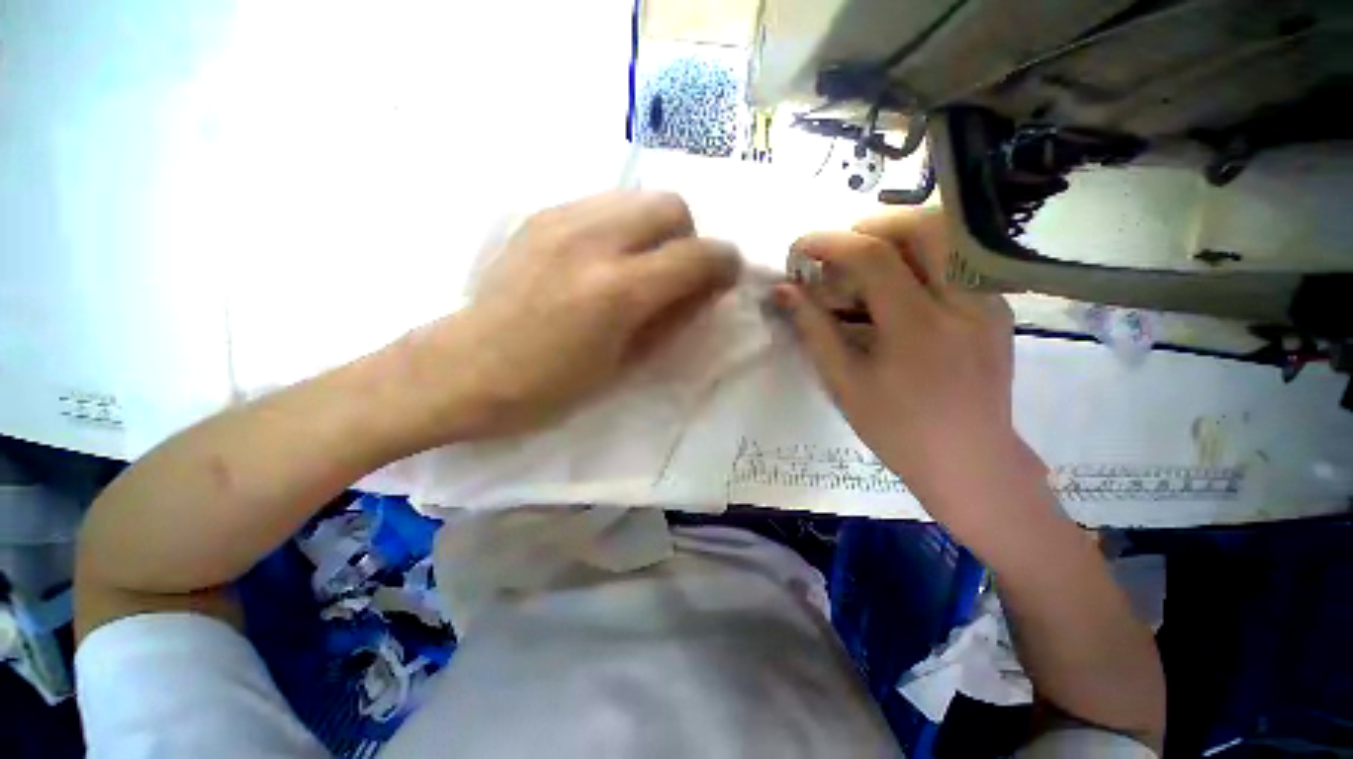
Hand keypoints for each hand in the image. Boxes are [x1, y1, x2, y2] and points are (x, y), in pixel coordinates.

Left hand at [409, 191, 740, 441]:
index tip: (724, 278)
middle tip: (675, 273)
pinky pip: (603, 204)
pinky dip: (621, 226)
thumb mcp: (626, 363)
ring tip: (638, 266)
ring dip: (654, 229)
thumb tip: (709, 288)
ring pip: (637, 197)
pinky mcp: (540, 215)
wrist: (465, 368)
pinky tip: (602, 259)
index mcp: (619, 290)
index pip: (698, 254)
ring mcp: (562, 220)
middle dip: (687, 238)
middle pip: (671, 205)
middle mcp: (594, 240)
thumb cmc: (551, 385)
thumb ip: (675, 318)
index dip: (724, 263)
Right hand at [774, 209, 1047, 537]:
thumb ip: (813, 329)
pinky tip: (898, 289)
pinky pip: (959, 260)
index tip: (800, 247)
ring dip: (899, 238)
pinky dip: (921, 258)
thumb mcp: (843, 382)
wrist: (969, 460)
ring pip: (948, 237)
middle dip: (872, 226)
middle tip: (839, 252)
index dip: (830, 242)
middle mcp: (963, 302)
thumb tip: (784, 291)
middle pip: (924, 226)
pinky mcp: (998, 308)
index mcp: (919, 328)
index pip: (874, 257)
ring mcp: (990, 302)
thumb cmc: (896, 430)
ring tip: (866, 266)